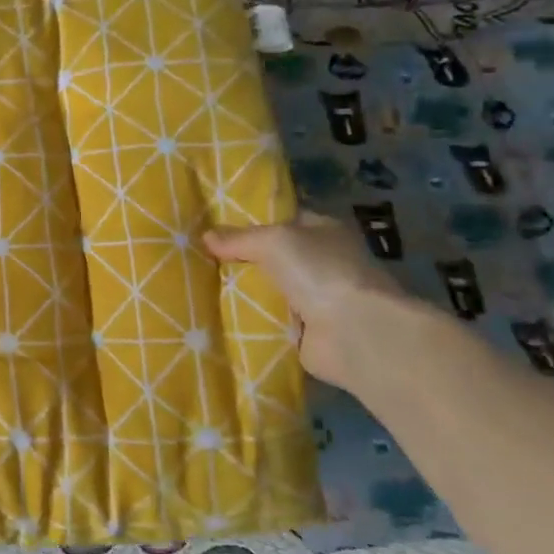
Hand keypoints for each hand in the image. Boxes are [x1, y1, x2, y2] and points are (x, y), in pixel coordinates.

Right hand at [203, 211, 411, 392]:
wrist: (354, 333)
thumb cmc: (319, 272)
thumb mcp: (272, 241)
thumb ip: (238, 238)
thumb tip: (206, 237)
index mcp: (324, 231)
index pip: (283, 220)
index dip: (251, 221)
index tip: (214, 225)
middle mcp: (323, 263)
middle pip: (272, 257)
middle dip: (241, 259)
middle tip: (200, 257)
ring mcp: (317, 299)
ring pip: (268, 288)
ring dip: (243, 291)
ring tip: (200, 285)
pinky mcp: (307, 332)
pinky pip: (268, 319)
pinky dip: (249, 319)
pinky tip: (218, 314)